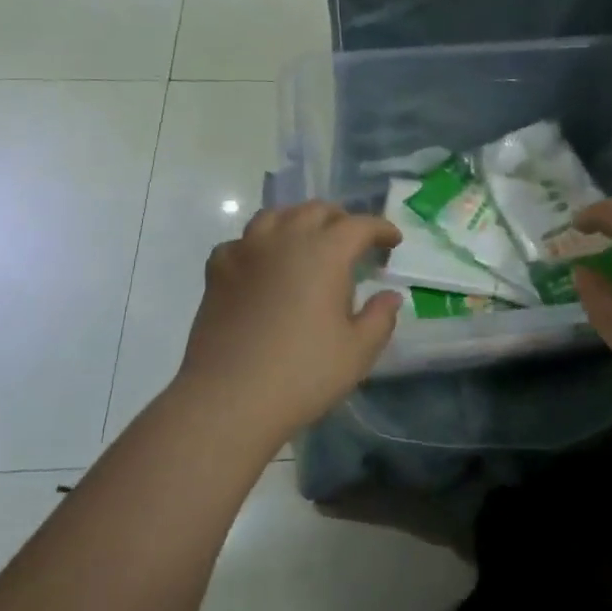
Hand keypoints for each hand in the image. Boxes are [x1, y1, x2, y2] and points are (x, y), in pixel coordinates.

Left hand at [171, 202, 403, 448]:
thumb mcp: (358, 351)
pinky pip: (242, 242)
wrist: (228, 399)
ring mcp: (246, 252)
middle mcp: (285, 240)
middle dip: (341, 220)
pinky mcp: (217, 271)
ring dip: (298, 222)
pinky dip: (259, 245)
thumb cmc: (303, 374)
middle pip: (316, 211)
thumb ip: (380, 318)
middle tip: (354, 242)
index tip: (393, 241)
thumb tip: (389, 296)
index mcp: (325, 253)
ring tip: (308, 242)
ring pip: (275, 216)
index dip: (380, 229)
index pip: (359, 226)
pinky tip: (263, 265)